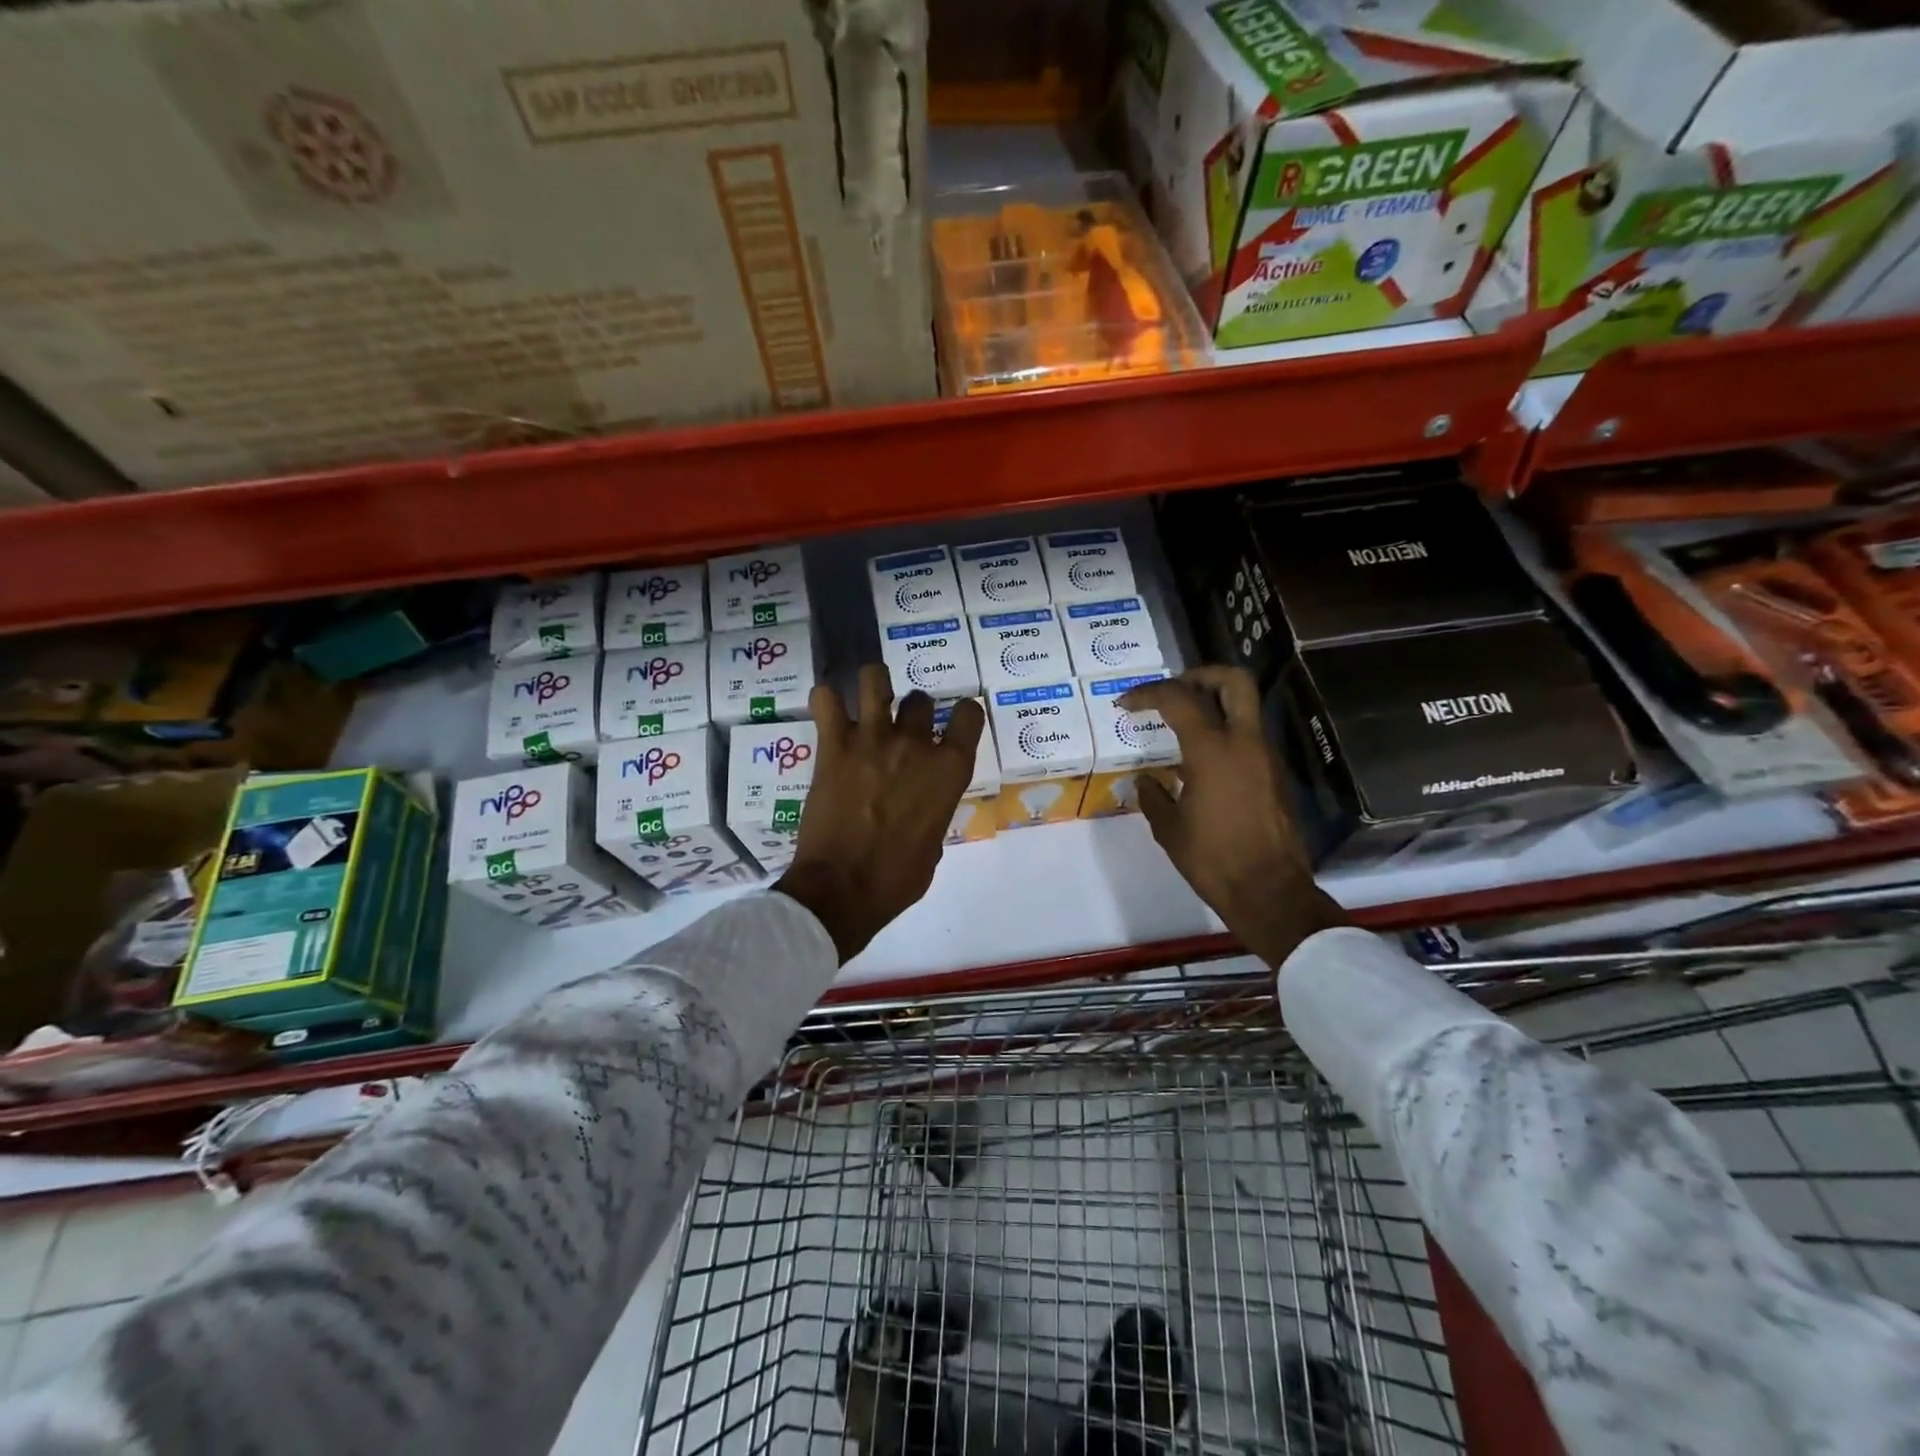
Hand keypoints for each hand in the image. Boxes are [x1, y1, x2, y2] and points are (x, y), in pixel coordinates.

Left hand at [776, 665, 985, 962]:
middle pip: (920, 700)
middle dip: (914, 712)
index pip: (969, 714)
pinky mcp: (832, 746)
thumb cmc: (897, 879)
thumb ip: (934, 810)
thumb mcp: (933, 846)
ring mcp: (871, 739)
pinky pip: (824, 700)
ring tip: (867, 699)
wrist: (842, 889)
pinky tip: (828, 712)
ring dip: (874, 684)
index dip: (963, 715)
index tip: (954, 723)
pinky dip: (825, 700)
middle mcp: (914, 744)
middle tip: (901, 731)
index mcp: (949, 770)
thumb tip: (922, 805)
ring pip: (875, 679)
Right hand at [1120, 667, 1345, 966]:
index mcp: (1212, 750)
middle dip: (1200, 675)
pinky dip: (1225, 732)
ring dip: (1214, 704)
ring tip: (1181, 726)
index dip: (1147, 693)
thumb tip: (1148, 782)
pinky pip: (1248, 737)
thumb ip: (1153, 796)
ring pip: (1245, 707)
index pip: (1178, 699)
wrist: (1269, 891)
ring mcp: (1265, 757)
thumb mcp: (1169, 828)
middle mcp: (1244, 742)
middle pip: (1233, 680)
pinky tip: (1200, 761)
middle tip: (1174, 691)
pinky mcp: (1275, 775)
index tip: (1126, 704)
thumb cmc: (1212, 859)